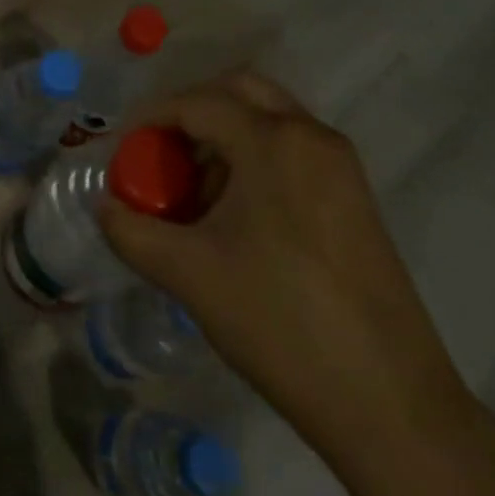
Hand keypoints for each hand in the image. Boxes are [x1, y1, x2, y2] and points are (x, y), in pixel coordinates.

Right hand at [98, 69, 477, 463]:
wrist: (390, 404)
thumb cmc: (278, 322)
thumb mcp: (187, 274)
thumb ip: (130, 231)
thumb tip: (104, 206)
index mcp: (272, 141)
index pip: (195, 102)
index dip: (149, 119)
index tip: (122, 152)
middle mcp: (310, 136)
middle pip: (238, 91)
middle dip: (191, 113)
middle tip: (160, 155)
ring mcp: (340, 165)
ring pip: (268, 118)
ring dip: (223, 137)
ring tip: (193, 194)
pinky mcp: (355, 197)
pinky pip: (292, 149)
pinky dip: (254, 158)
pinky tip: (235, 216)